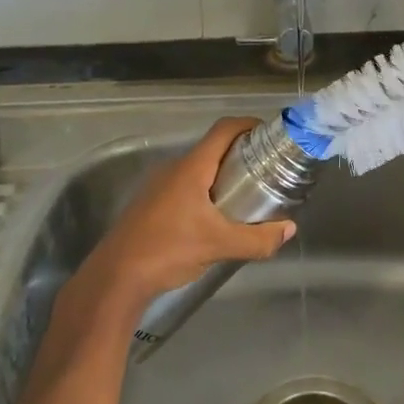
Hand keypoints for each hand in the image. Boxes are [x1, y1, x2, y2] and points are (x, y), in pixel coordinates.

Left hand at [75, 117, 295, 307]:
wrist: (116, 278)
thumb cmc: (168, 250)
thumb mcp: (219, 246)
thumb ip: (257, 239)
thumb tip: (288, 229)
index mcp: (191, 167)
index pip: (223, 129)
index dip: (248, 125)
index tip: (270, 135)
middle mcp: (174, 168)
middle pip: (213, 148)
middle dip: (241, 153)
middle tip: (267, 169)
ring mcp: (159, 185)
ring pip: (198, 169)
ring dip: (222, 175)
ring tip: (247, 194)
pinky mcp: (151, 204)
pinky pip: (185, 186)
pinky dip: (206, 191)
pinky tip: (216, 217)